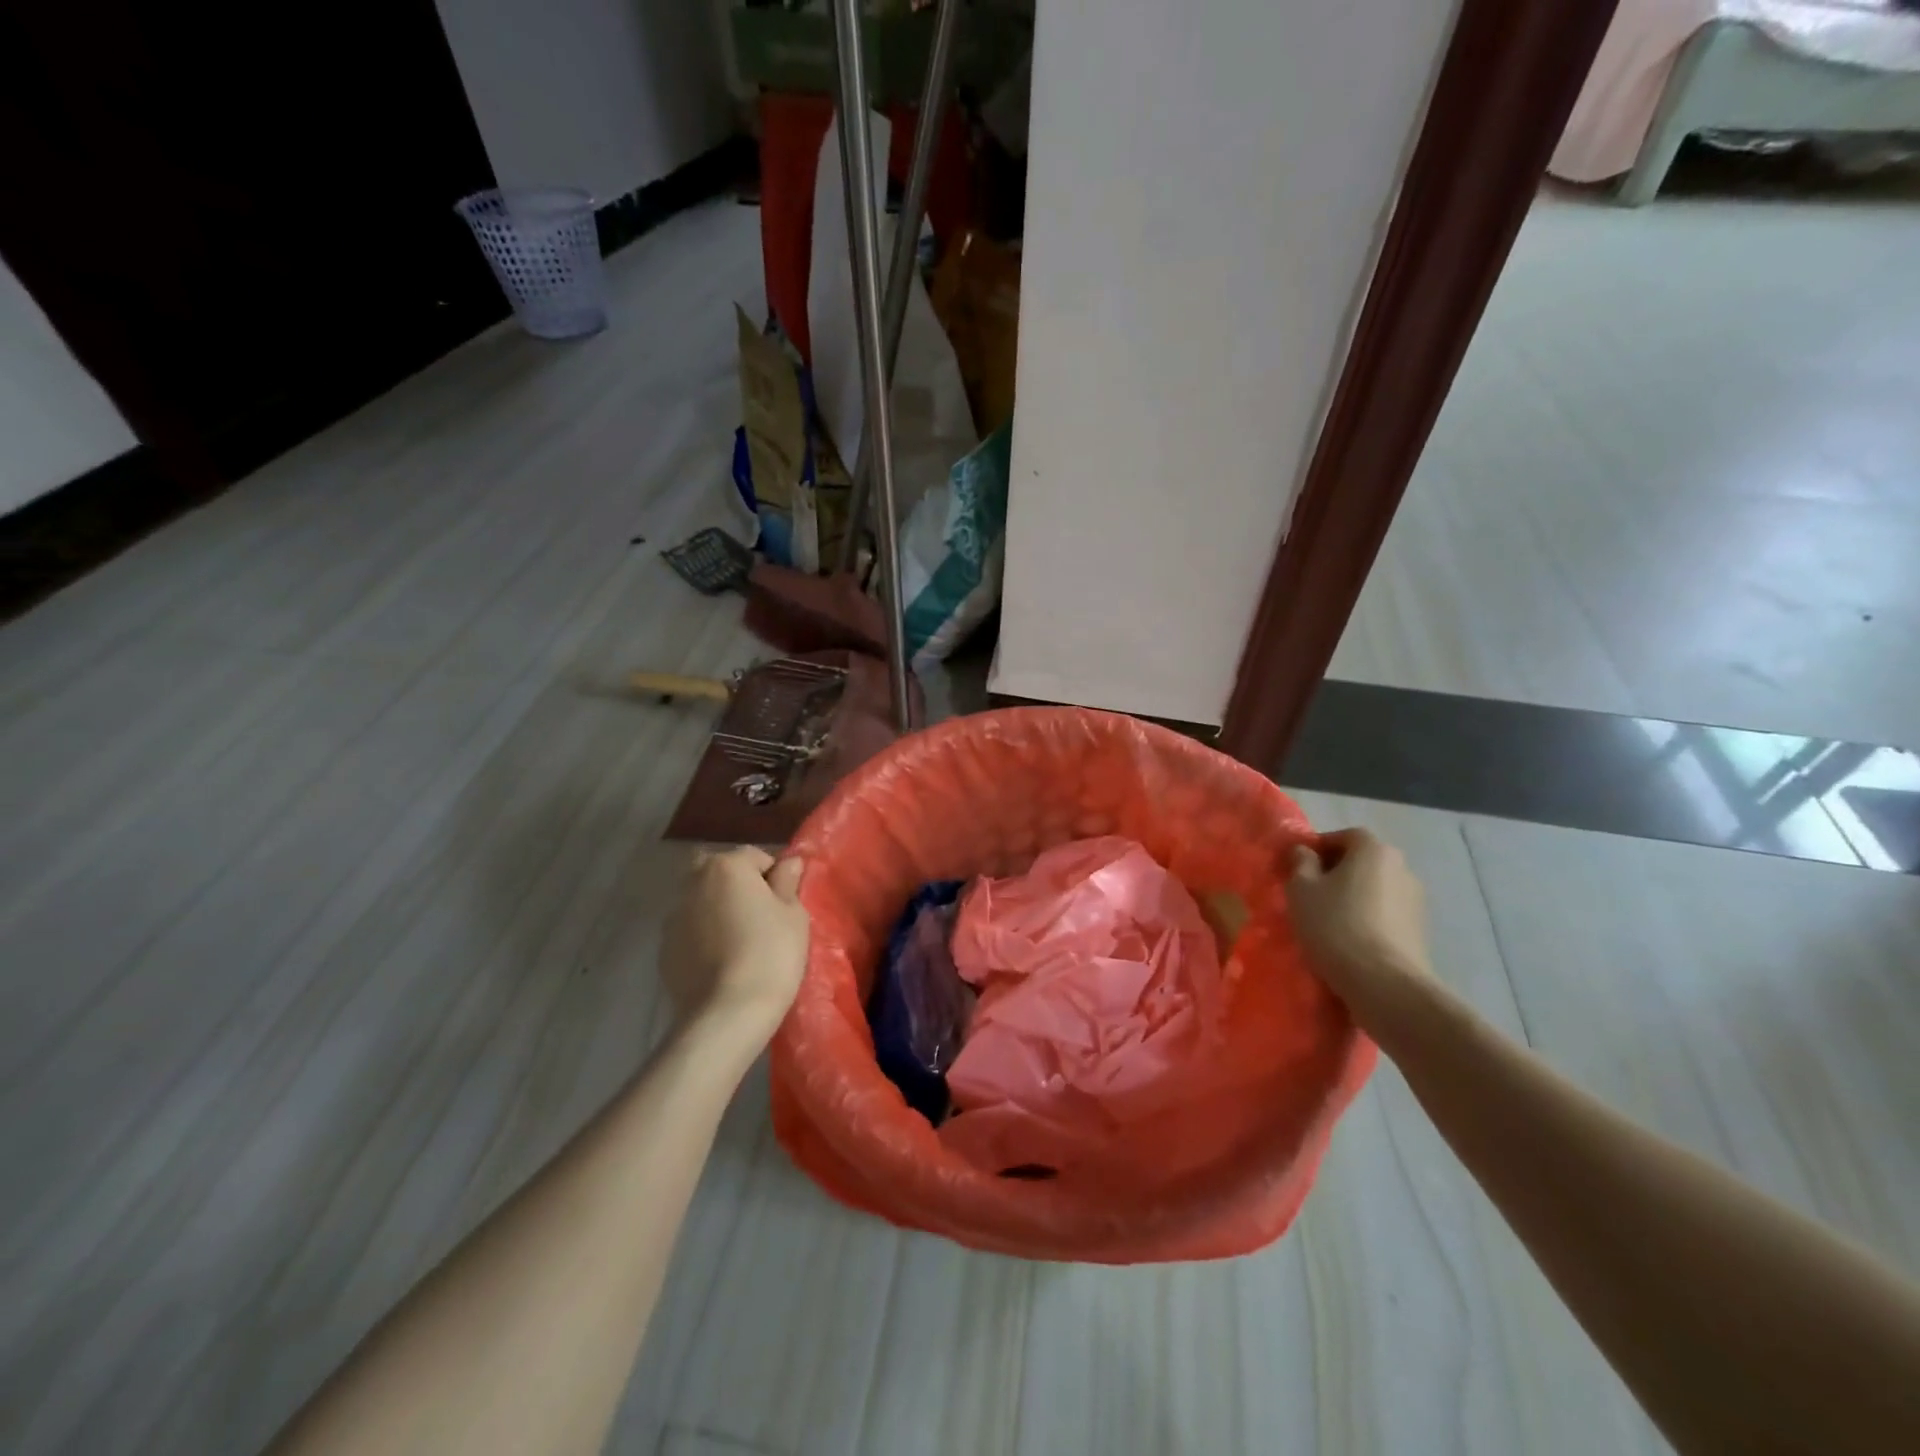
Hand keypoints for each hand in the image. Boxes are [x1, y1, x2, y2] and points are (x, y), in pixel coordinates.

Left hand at [661, 847, 809, 1039]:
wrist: (726, 1013)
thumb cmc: (770, 954)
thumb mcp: (794, 915)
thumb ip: (788, 882)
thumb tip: (789, 862)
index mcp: (726, 866)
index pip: (756, 856)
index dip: (775, 878)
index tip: (785, 905)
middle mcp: (693, 883)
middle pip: (720, 872)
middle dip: (738, 886)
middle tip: (760, 916)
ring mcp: (673, 917)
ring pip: (702, 901)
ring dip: (718, 910)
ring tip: (740, 942)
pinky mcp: (664, 949)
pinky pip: (690, 931)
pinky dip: (704, 937)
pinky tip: (721, 962)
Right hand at [1286, 828, 1433, 1022]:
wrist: (1384, 984)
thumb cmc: (1335, 925)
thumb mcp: (1301, 889)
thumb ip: (1300, 863)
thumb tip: (1304, 851)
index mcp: (1374, 850)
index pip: (1343, 836)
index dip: (1318, 848)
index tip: (1298, 869)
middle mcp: (1402, 868)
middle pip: (1362, 862)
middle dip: (1336, 873)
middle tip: (1310, 894)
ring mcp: (1416, 901)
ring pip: (1374, 889)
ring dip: (1353, 898)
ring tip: (1328, 921)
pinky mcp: (1420, 931)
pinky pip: (1385, 914)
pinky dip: (1368, 919)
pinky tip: (1349, 940)